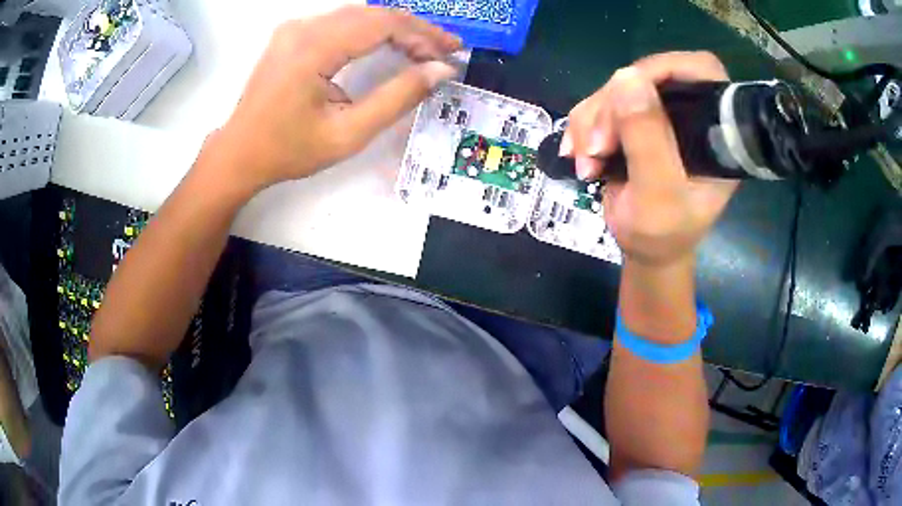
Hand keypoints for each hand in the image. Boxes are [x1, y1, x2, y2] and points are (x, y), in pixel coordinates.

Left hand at [208, 6, 460, 193]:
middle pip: (372, 14)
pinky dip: (371, 30)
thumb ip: (397, 98)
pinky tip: (389, 43)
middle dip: (414, 30)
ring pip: (358, 15)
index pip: (382, 24)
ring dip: (394, 28)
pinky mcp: (292, 34)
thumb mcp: (348, 133)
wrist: (239, 153)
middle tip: (444, 50)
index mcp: (313, 49)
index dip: (422, 35)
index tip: (451, 52)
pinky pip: (341, 22)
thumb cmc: (289, 150)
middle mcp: (303, 28)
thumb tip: (441, 71)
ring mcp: (295, 28)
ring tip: (424, 49)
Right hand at [562, 52, 737, 266]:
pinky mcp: (635, 122)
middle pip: (648, 76)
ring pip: (617, 89)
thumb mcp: (658, 194)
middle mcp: (690, 114)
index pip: (701, 71)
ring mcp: (660, 116)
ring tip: (586, 161)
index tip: (629, 90)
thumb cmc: (663, 233)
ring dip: (591, 121)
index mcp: (716, 130)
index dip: (666, 68)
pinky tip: (579, 155)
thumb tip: (626, 76)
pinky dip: (583, 127)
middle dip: (613, 106)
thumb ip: (648, 139)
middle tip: (597, 147)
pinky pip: (599, 104)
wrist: (644, 250)